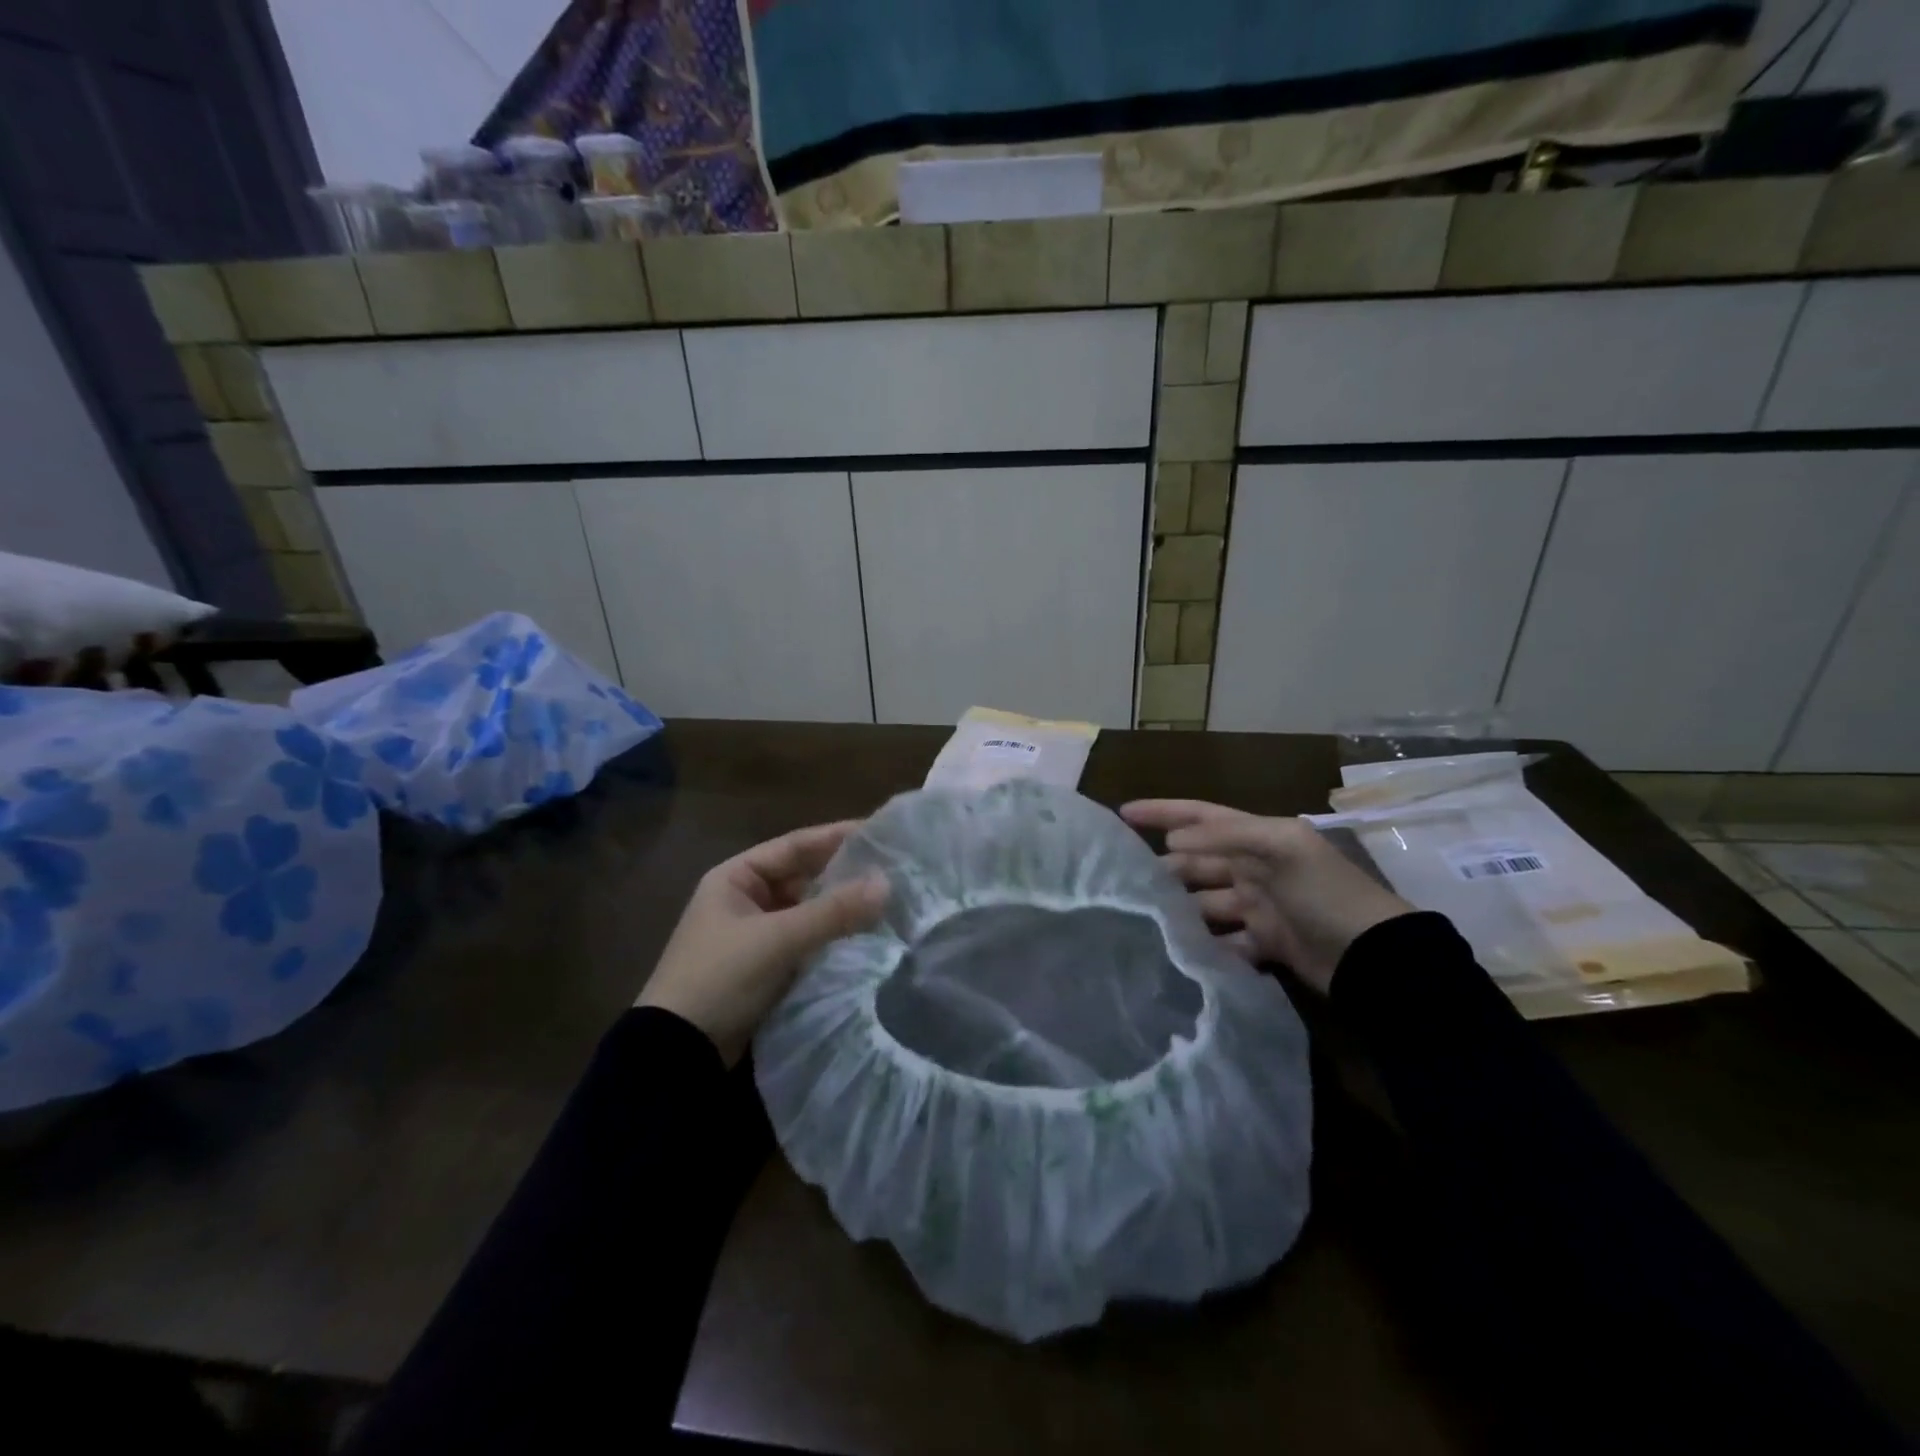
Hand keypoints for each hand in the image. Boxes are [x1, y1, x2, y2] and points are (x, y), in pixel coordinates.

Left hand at [637, 821, 886, 1064]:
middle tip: (893, 869)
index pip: (794, 846)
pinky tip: (866, 936)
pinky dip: (832, 936)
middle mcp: (746, 899)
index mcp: (736, 878)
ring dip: (841, 908)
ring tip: (889, 901)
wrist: (679, 1054)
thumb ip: (833, 911)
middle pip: (803, 877)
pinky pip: (807, 940)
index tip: (879, 833)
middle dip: (844, 875)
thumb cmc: (720, 978)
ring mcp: (756, 934)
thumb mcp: (777, 939)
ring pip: (808, 910)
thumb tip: (887, 883)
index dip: (836, 837)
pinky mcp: (766, 966)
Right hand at [1121, 800, 1412, 994]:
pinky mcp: (1265, 943)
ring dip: (1179, 908)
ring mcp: (1259, 906)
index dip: (1163, 813)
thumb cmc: (1325, 891)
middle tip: (1124, 882)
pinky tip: (1179, 951)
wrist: (1374, 955)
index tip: (1123, 814)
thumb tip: (1171, 842)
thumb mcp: (1282, 847)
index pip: (1201, 817)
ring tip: (1142, 918)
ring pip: (1204, 902)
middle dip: (1163, 867)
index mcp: (1259, 837)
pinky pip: (1224, 941)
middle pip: (1196, 862)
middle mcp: (1254, 867)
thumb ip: (1225, 836)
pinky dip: (1206, 946)